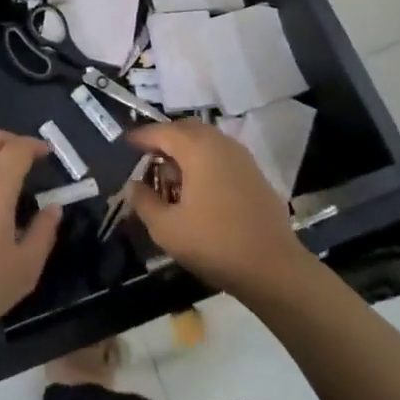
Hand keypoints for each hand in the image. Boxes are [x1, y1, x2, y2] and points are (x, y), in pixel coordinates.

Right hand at [127, 121, 310, 299]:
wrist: (274, 269)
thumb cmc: (215, 244)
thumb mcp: (167, 229)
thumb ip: (144, 202)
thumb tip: (133, 185)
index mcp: (197, 148)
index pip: (161, 131)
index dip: (140, 137)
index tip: (125, 144)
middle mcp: (220, 143)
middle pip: (185, 130)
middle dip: (164, 139)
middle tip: (147, 157)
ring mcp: (242, 157)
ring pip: (206, 141)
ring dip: (185, 150)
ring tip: (171, 175)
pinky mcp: (255, 174)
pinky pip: (222, 155)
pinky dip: (205, 161)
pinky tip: (199, 188)